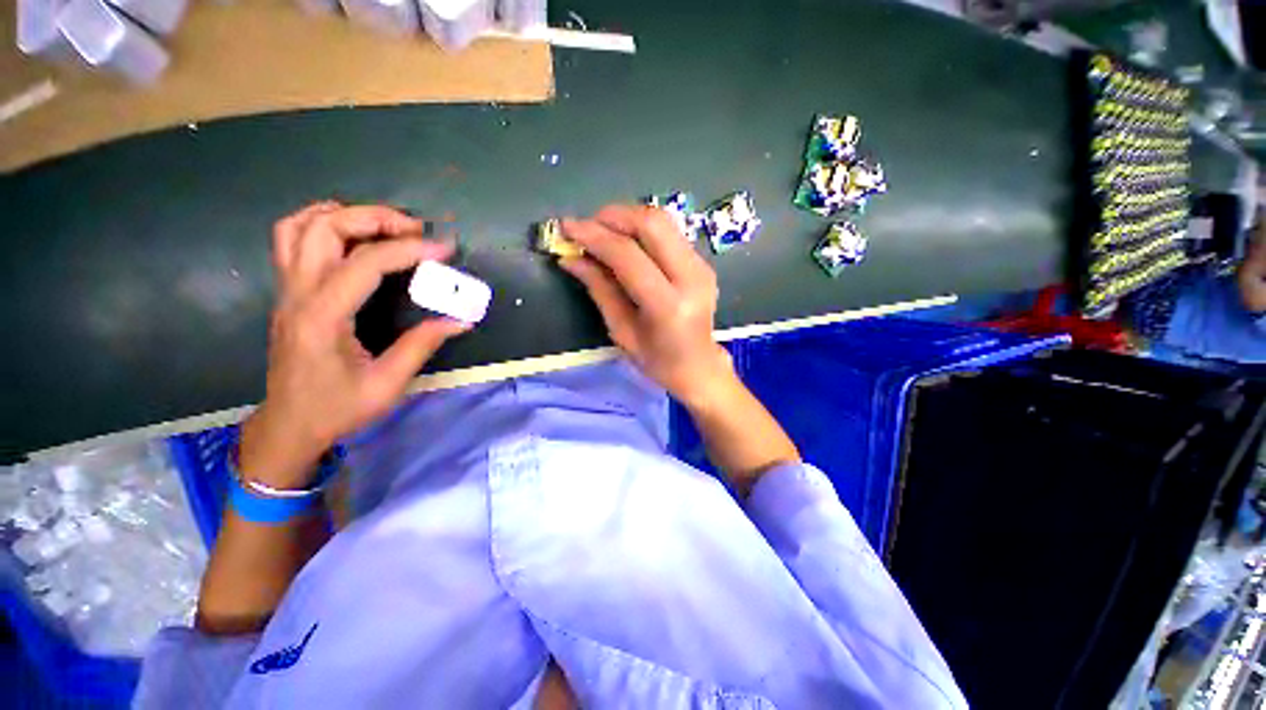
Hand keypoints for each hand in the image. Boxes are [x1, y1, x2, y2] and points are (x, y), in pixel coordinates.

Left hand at [241, 202, 470, 486]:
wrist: (289, 426)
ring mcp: (286, 290)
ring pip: (299, 226)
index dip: (408, 250)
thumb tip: (461, 320)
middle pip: (324, 228)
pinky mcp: (288, 293)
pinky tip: (351, 237)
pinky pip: (291, 240)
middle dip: (374, 218)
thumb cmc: (337, 409)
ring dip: (344, 215)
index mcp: (322, 318)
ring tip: (383, 226)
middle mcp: (297, 294)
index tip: (445, 250)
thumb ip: (422, 345)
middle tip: (415, 230)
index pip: (365, 263)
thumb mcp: (387, 384)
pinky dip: (321, 224)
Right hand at [560, 205, 735, 404]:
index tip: (567, 227)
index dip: (595, 236)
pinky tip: (625, 241)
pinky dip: (642, 229)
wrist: (699, 366)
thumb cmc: (656, 360)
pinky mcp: (703, 262)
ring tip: (602, 231)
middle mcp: (692, 279)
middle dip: (613, 216)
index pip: (628, 256)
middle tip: (587, 226)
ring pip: (663, 220)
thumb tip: (570, 257)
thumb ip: (599, 289)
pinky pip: (669, 232)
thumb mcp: (621, 331)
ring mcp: (702, 267)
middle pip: (652, 224)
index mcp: (668, 306)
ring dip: (627, 218)